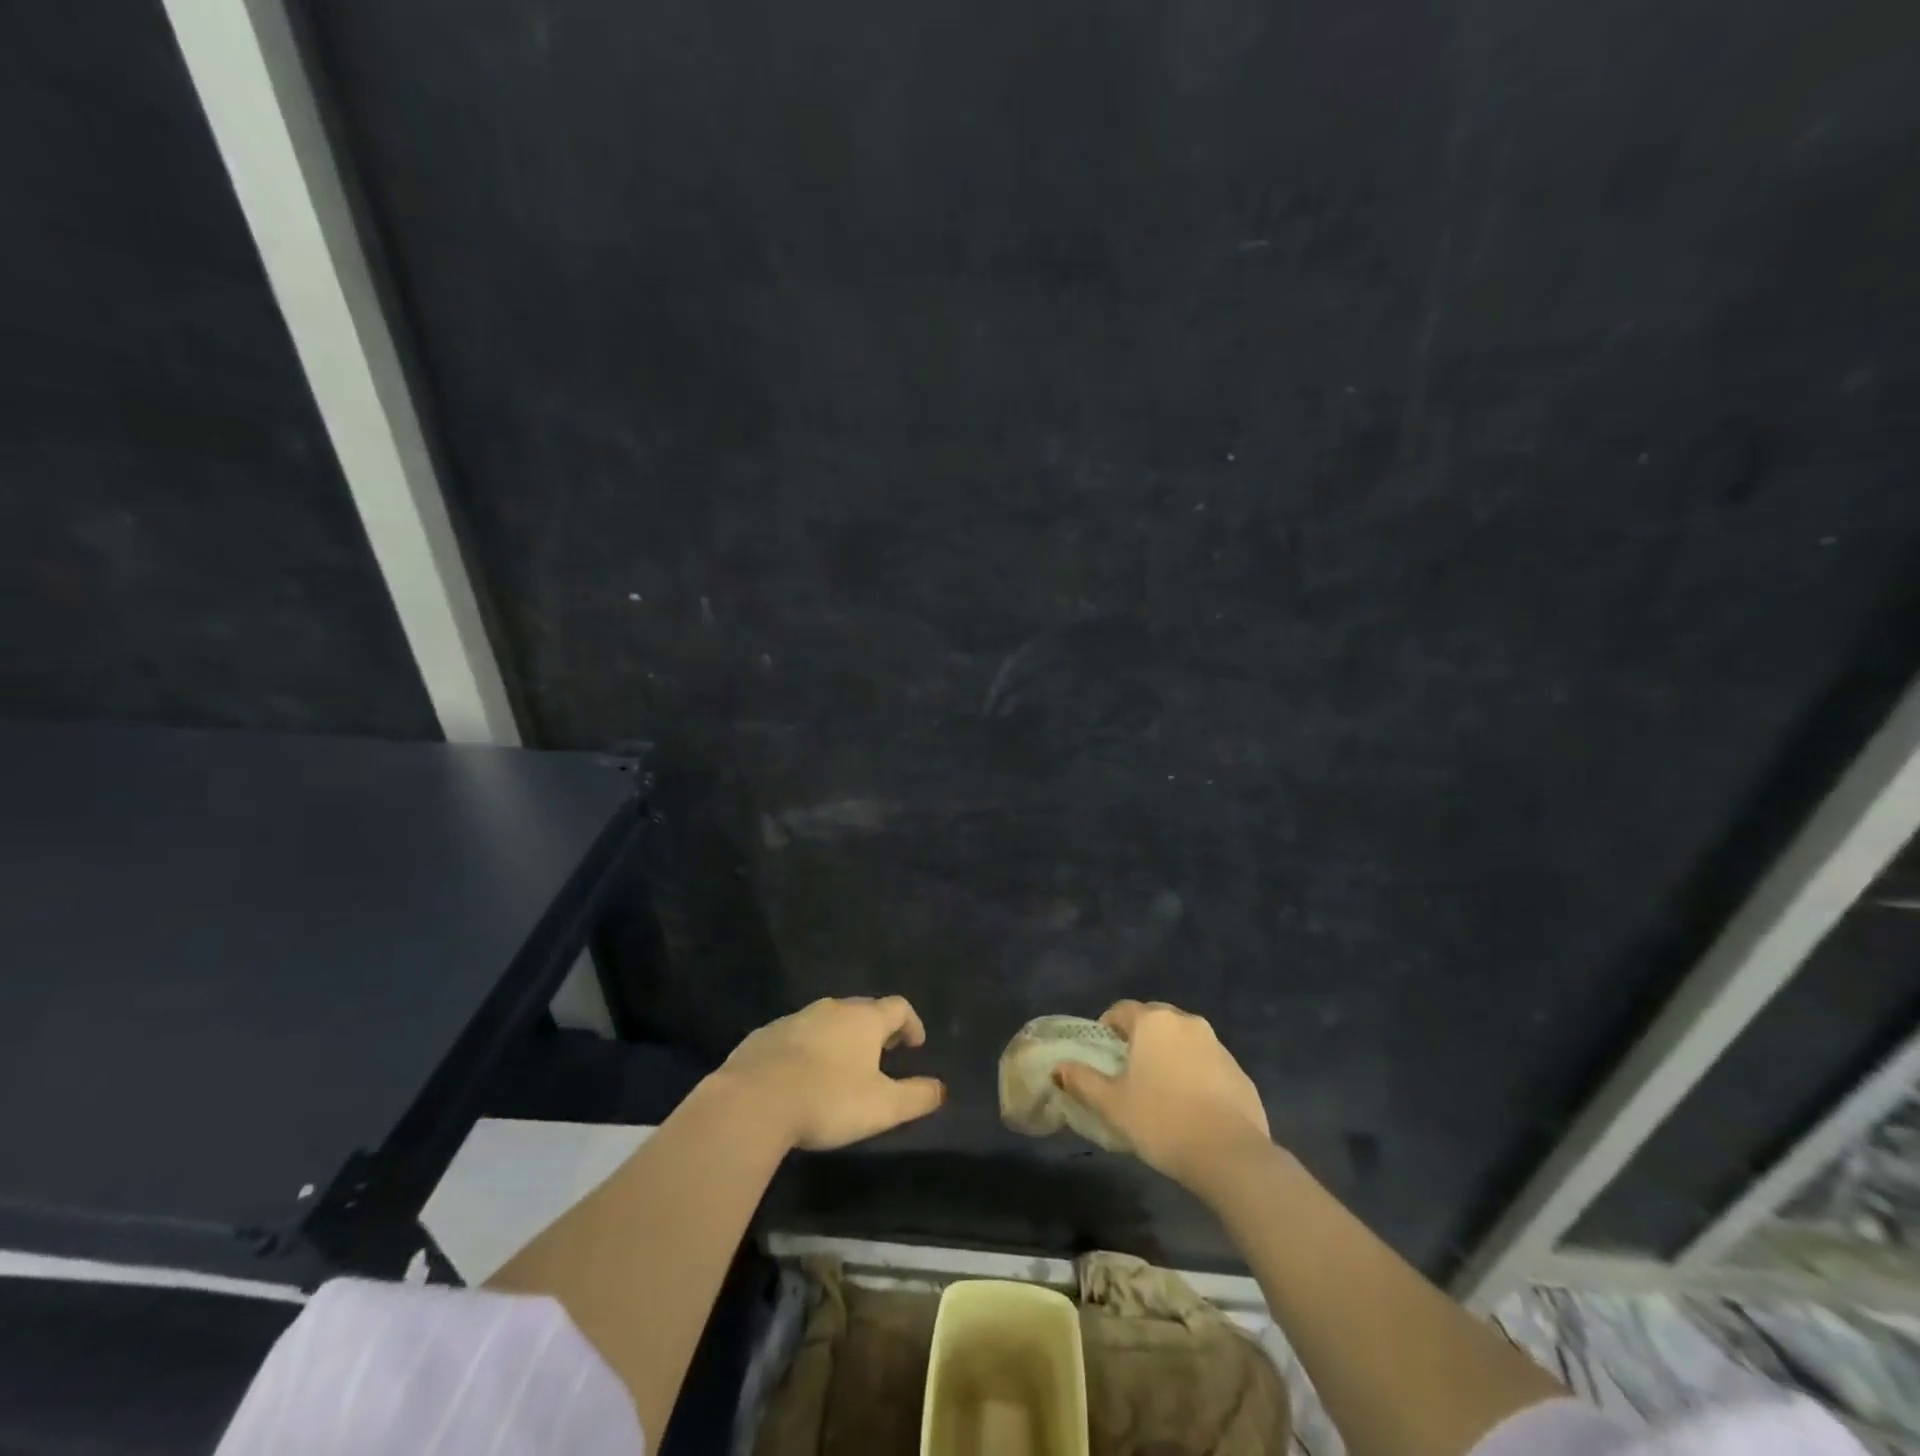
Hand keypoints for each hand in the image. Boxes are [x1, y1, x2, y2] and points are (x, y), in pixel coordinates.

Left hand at [718, 996, 946, 1150]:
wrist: (754, 1100)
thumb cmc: (828, 1099)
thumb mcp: (882, 1107)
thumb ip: (916, 1096)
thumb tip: (940, 1089)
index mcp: (864, 1019)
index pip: (898, 1007)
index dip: (911, 1024)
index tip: (915, 1044)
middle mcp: (832, 1009)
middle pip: (862, 1009)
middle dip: (876, 1028)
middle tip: (883, 1053)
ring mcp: (795, 1018)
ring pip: (827, 1020)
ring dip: (840, 1037)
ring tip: (842, 1065)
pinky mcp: (765, 1035)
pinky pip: (796, 1035)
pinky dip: (808, 1048)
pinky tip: (802, 1075)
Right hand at [1054, 999, 1270, 1189]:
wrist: (1230, 1155)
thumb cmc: (1161, 1121)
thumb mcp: (1113, 1105)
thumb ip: (1083, 1081)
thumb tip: (1058, 1068)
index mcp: (1153, 1022)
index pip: (1121, 1010)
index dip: (1107, 1026)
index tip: (1103, 1052)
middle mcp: (1186, 1022)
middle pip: (1154, 1019)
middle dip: (1140, 1037)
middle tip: (1129, 1069)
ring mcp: (1217, 1045)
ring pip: (1183, 1039)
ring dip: (1169, 1054)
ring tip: (1160, 1089)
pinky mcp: (1238, 1070)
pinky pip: (1207, 1062)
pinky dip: (1194, 1073)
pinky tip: (1190, 1105)